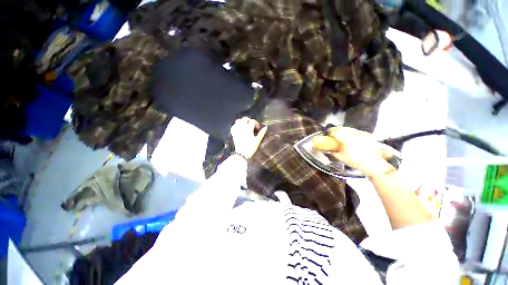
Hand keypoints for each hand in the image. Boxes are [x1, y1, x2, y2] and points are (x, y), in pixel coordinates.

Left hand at [230, 117, 267, 158]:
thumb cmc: (250, 148)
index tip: (257, 128)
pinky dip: (236, 125)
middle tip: (252, 125)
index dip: (256, 123)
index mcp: (249, 129)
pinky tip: (239, 128)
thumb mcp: (257, 141)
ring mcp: (237, 130)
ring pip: (239, 121)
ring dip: (242, 122)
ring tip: (245, 126)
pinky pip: (233, 126)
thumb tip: (265, 127)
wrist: (241, 154)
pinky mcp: (233, 134)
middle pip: (245, 119)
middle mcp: (242, 128)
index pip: (252, 121)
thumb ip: (261, 133)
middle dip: (249, 120)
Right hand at [312, 127, 397, 177]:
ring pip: (350, 128)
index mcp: (347, 141)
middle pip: (343, 128)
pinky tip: (351, 136)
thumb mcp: (342, 158)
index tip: (328, 133)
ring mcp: (362, 134)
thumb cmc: (358, 162)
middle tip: (333, 131)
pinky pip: (358, 131)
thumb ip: (335, 153)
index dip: (331, 132)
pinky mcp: (368, 135)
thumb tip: (330, 150)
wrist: (374, 164)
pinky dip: (352, 132)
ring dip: (344, 130)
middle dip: (337, 129)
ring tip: (341, 133)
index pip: (336, 132)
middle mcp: (355, 135)